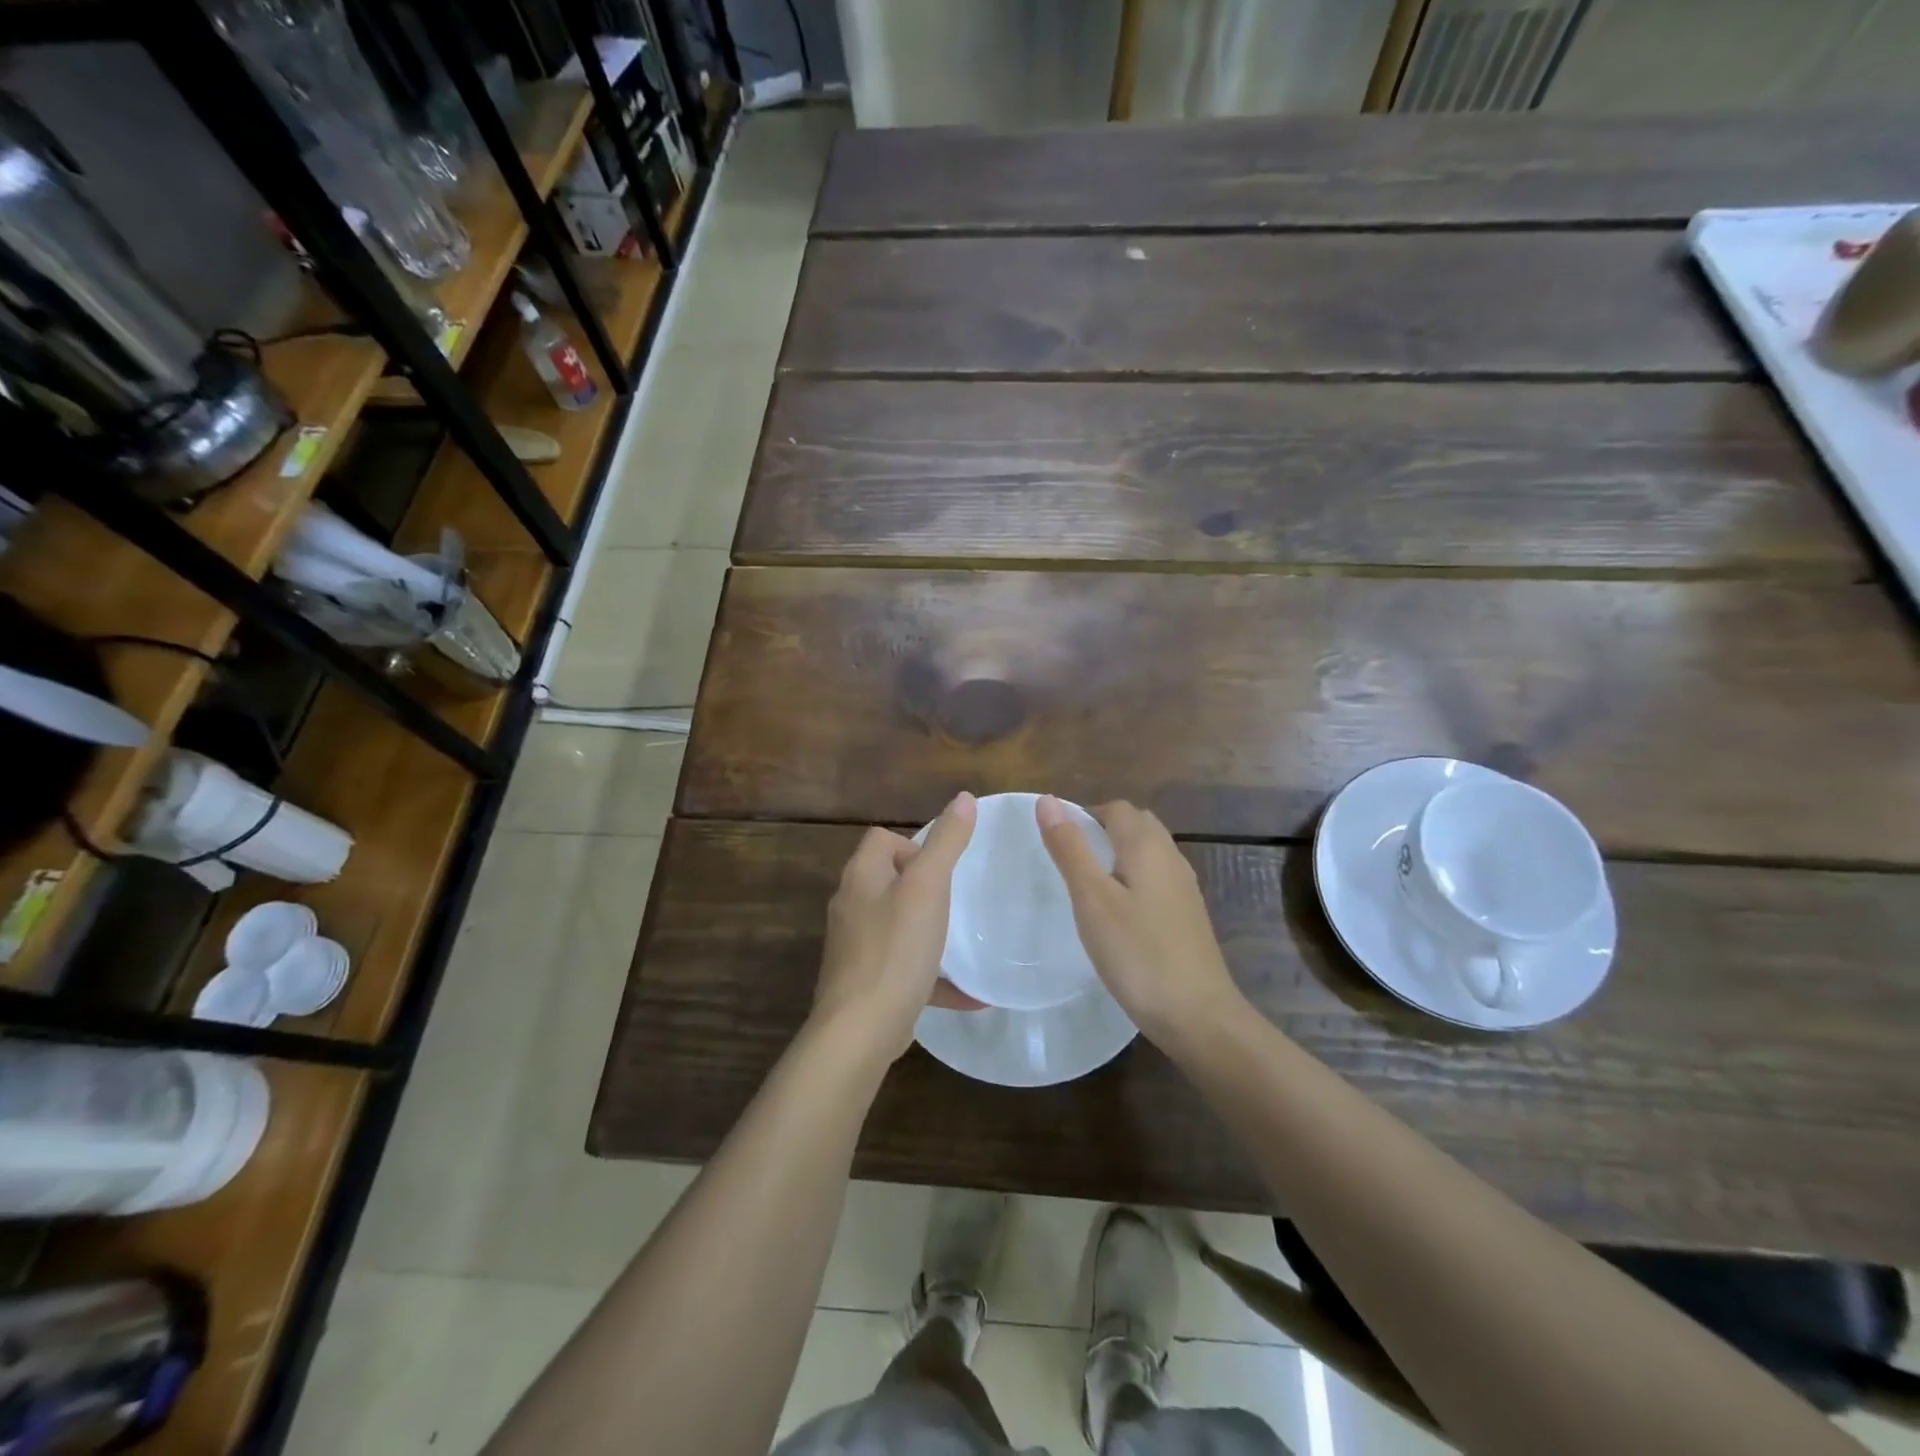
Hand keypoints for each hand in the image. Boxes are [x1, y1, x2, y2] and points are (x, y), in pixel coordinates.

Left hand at [812, 792, 982, 1059]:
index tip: (941, 869)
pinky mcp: (865, 982)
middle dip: (922, 886)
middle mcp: (851, 906)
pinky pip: (903, 967)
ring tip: (959, 939)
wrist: (861, 1030)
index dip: (912, 844)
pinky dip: (932, 974)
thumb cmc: (896, 949)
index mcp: (861, 876)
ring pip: (895, 924)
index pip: (881, 839)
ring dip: (927, 929)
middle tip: (954, 901)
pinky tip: (969, 994)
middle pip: (887, 879)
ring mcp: (855, 946)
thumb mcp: (928, 888)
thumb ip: (947, 842)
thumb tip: (963, 797)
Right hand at [1035, 796, 1245, 1040]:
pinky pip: (1158, 878)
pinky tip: (1121, 912)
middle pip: (1137, 824)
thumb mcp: (1092, 899)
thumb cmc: (1137, 953)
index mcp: (1147, 846)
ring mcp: (1184, 888)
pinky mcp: (1189, 915)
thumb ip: (1070, 848)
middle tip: (1071, 859)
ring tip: (1090, 884)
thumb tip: (1048, 799)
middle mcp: (1171, 857)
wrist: (1197, 1014)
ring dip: (1120, 854)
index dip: (1085, 814)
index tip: (1058, 842)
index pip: (1116, 808)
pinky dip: (1135, 878)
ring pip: (1150, 852)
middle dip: (1104, 829)